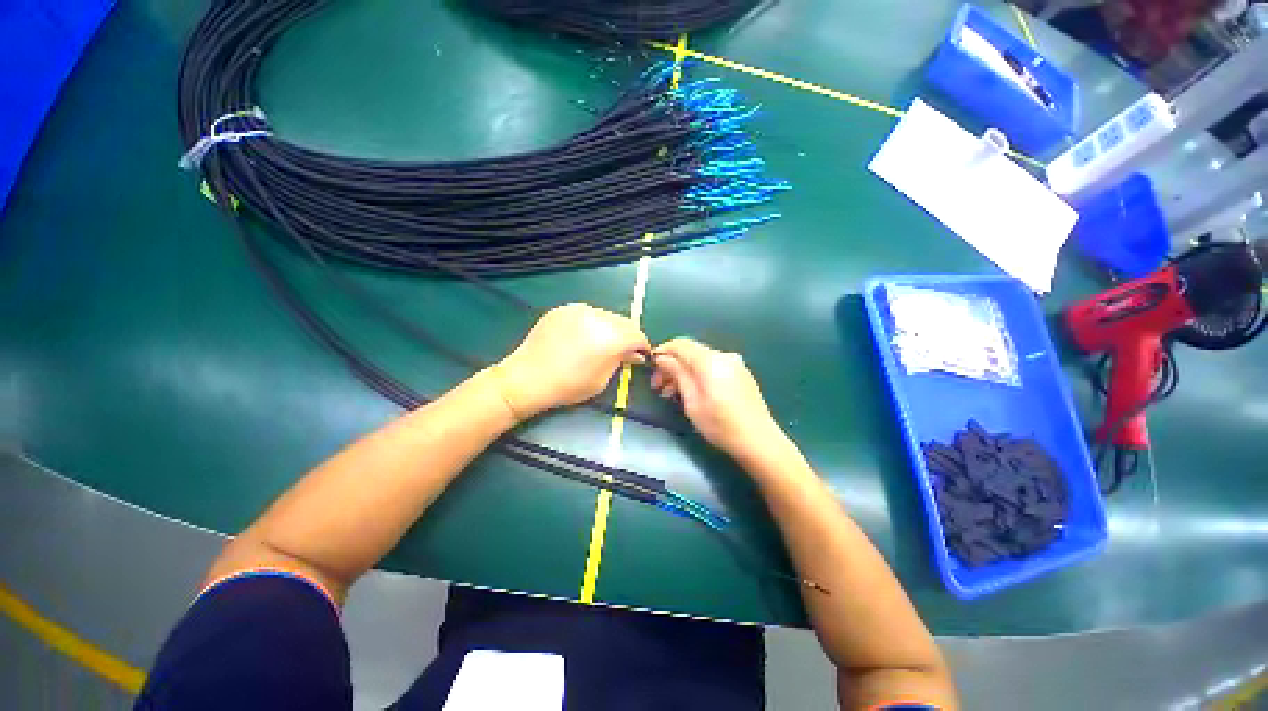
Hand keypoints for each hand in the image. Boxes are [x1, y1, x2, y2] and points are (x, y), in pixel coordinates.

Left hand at [492, 303, 648, 420]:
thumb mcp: (601, 380)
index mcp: (612, 337)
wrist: (527, 378)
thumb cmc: (568, 386)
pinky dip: (592, 323)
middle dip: (627, 336)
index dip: (642, 346)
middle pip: (624, 322)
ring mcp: (580, 309)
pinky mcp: (564, 308)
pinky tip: (582, 337)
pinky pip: (587, 313)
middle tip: (622, 351)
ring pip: (606, 316)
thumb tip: (633, 354)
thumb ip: (621, 361)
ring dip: (610, 328)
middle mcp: (599, 317)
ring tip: (600, 344)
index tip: (640, 356)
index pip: (637, 335)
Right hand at [650, 338, 784, 460]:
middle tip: (658, 387)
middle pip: (691, 353)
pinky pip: (713, 368)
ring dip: (684, 373)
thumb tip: (663, 358)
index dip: (663, 351)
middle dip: (672, 366)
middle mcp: (724, 356)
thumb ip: (677, 374)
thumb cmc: (720, 424)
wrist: (759, 441)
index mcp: (710, 360)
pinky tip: (692, 393)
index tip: (651, 366)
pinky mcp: (741, 374)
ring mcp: (735, 364)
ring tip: (672, 394)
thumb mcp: (692, 401)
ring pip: (701, 361)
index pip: (681, 344)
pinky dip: (699, 375)